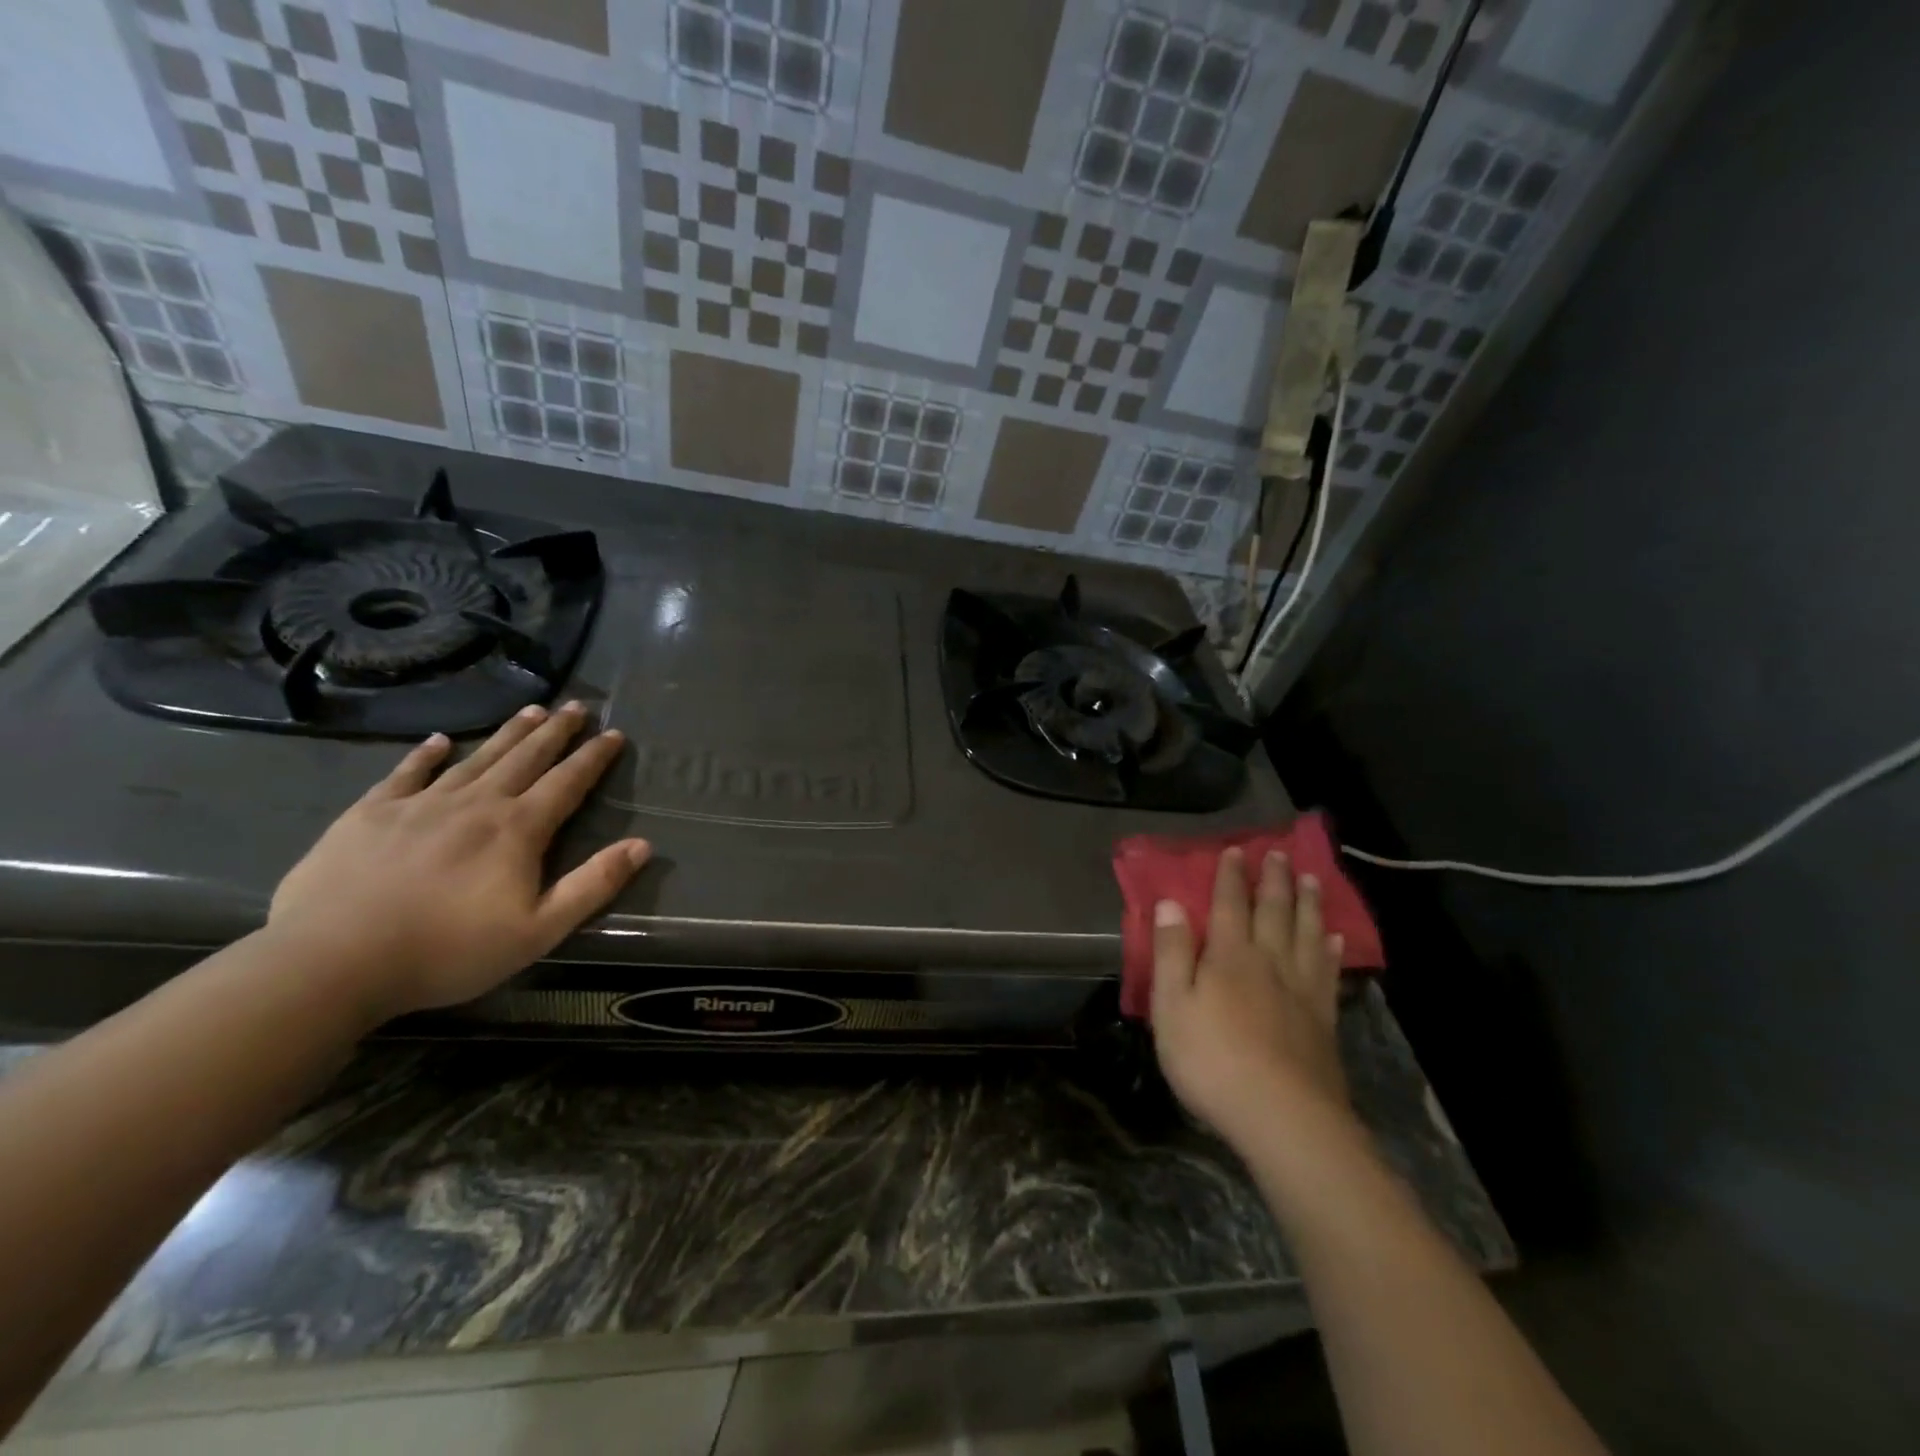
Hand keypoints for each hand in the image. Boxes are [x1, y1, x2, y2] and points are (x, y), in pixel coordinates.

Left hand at [267, 702, 649, 1023]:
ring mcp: (421, 804)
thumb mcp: (539, 930)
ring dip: (508, 733)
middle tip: (575, 705)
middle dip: (555, 731)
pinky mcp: (371, 814)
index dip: (593, 757)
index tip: (614, 733)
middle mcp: (476, 803)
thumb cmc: (448, 951)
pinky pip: (407, 773)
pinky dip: (426, 754)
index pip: (567, 782)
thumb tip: (642, 845)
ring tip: (531, 709)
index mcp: (518, 830)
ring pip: (477, 758)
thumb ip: (593, 884)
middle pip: (526, 758)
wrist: (332, 962)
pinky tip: (440, 741)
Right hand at [1150, 847, 1351, 1147]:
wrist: (1283, 1117)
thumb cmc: (1212, 1060)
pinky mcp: (1324, 1020)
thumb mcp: (1171, 1007)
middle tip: (1280, 852)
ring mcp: (1302, 990)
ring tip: (1311, 879)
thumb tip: (1170, 903)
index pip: (1229, 905)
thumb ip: (1171, 953)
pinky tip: (1335, 940)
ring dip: (1308, 904)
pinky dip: (1332, 950)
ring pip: (1307, 934)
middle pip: (1274, 911)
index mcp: (1229, 957)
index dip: (1231, 877)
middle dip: (1274, 880)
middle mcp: (1269, 962)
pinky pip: (1328, 972)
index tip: (1235, 850)